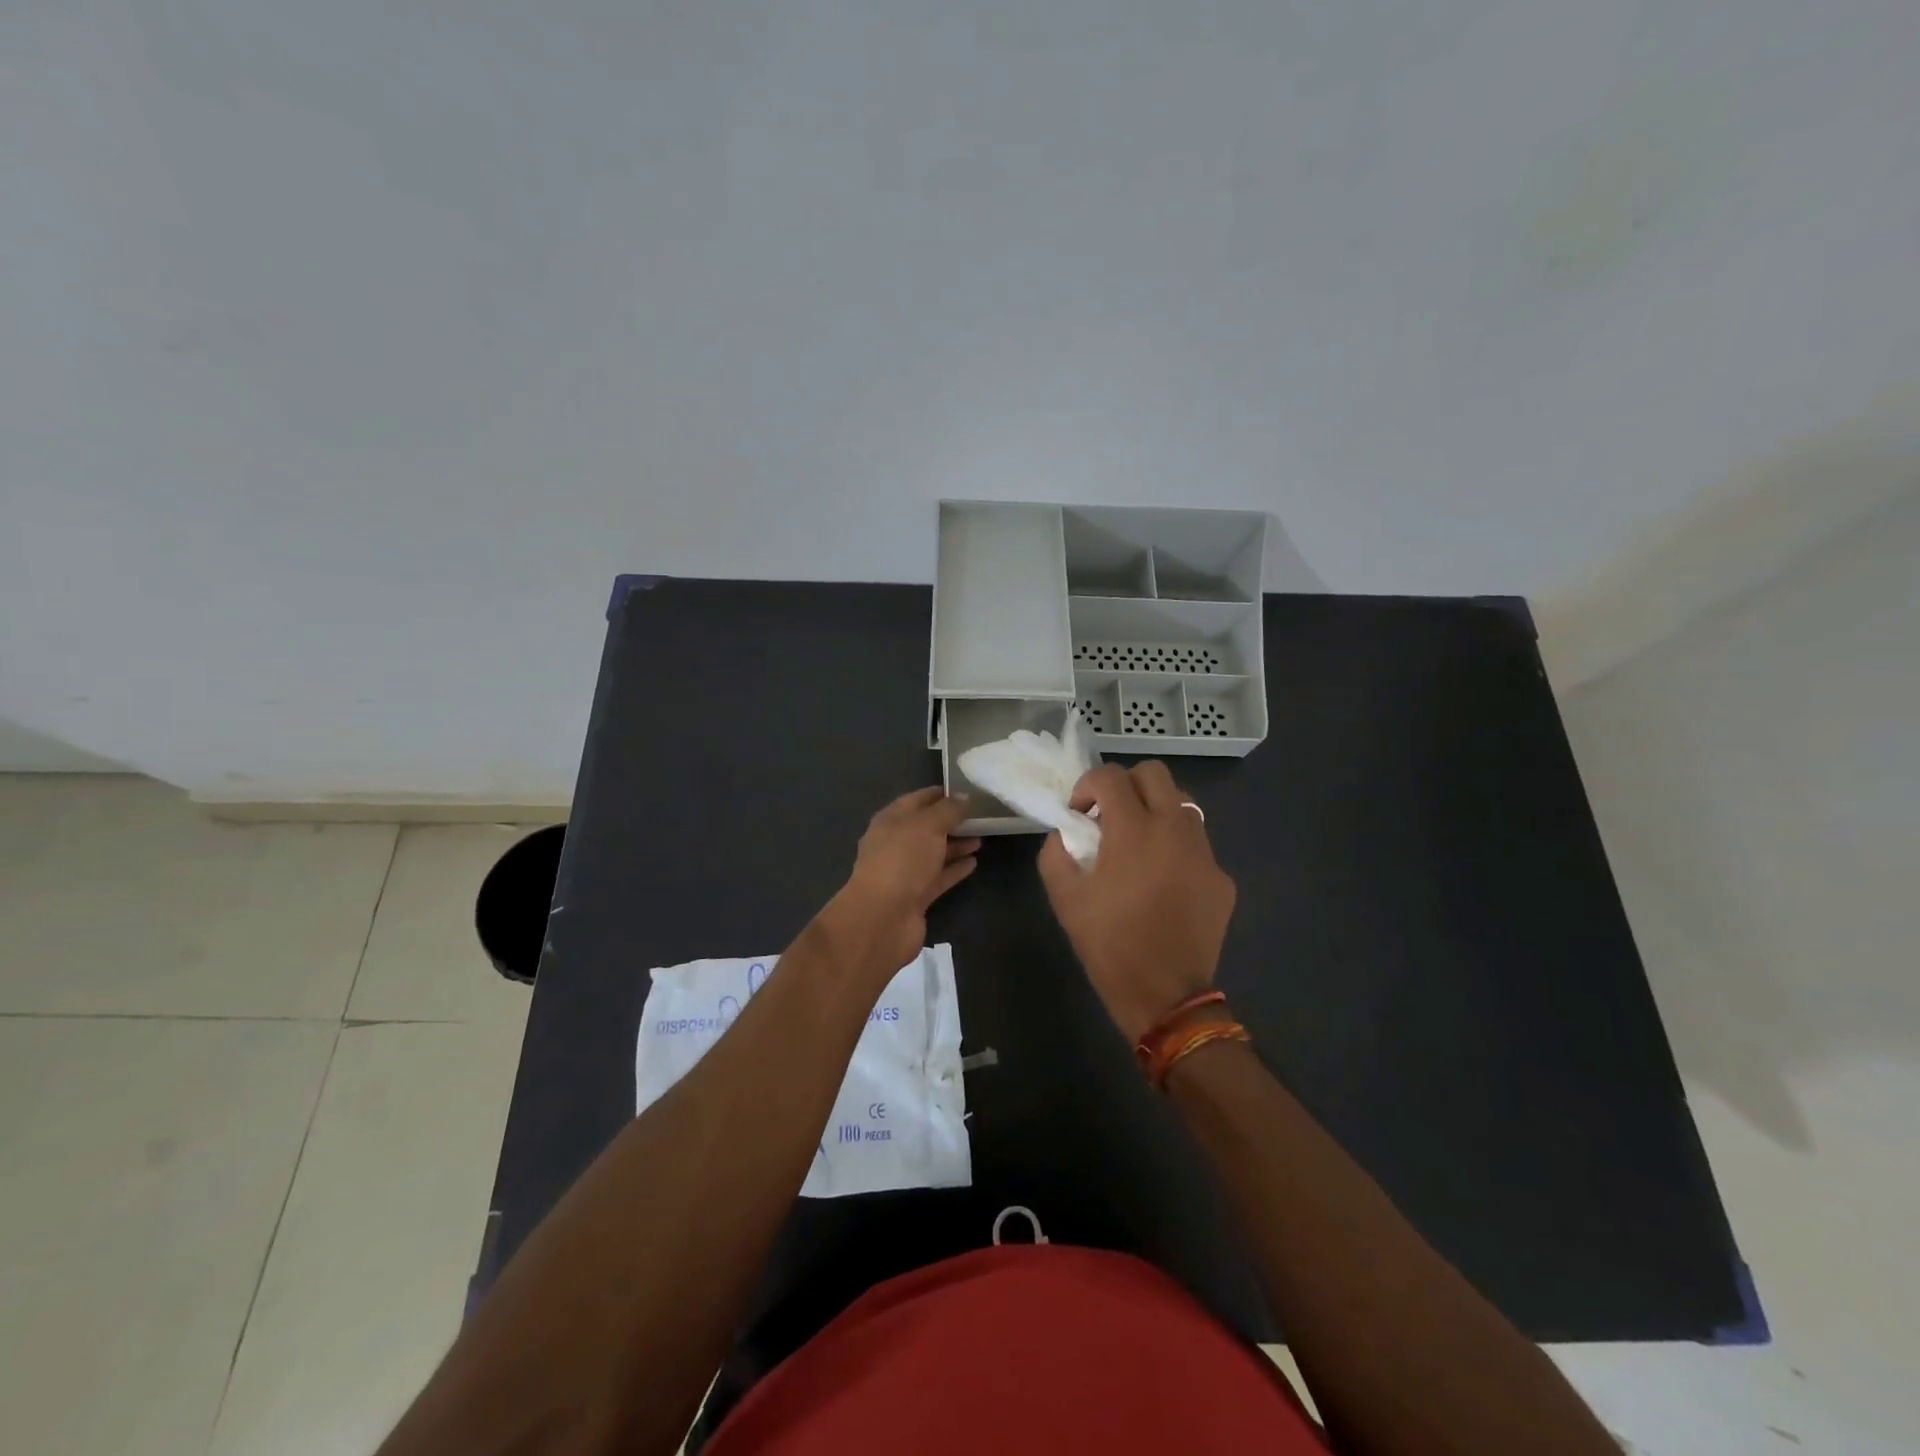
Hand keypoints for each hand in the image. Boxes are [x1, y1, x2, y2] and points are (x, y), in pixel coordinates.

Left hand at [823, 788, 978, 979]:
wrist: (883, 918)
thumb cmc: (902, 861)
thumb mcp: (927, 826)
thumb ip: (948, 810)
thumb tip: (963, 797)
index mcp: (890, 820)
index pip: (916, 800)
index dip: (939, 794)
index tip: (965, 791)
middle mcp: (895, 844)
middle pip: (925, 828)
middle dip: (950, 822)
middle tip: (979, 816)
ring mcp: (904, 872)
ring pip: (933, 853)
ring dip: (955, 845)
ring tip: (982, 838)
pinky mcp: (916, 896)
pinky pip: (938, 877)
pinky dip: (955, 869)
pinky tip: (974, 863)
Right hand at [1038, 763, 1235, 1042]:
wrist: (1165, 995)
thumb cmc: (1109, 944)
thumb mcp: (1065, 898)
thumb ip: (1056, 853)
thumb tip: (1066, 833)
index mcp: (1133, 830)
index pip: (1110, 776)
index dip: (1086, 786)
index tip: (1079, 814)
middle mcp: (1174, 829)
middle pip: (1154, 773)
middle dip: (1125, 785)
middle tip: (1109, 816)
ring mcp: (1204, 852)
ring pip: (1182, 802)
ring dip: (1154, 809)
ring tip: (1138, 842)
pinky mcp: (1221, 877)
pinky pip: (1197, 843)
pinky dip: (1175, 846)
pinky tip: (1163, 880)